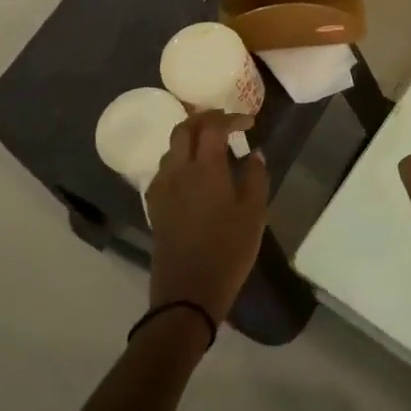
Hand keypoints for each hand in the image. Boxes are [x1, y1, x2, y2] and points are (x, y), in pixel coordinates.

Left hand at [145, 110, 267, 326]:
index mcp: (204, 168)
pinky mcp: (155, 206)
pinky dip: (180, 160)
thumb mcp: (254, 213)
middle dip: (205, 119)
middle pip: (184, 129)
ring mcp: (162, 188)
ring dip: (191, 139)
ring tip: (213, 148)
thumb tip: (254, 154)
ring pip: (172, 148)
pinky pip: (165, 169)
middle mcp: (178, 171)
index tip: (249, 123)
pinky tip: (195, 176)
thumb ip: (256, 177)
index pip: (213, 126)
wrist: (187, 292)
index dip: (231, 117)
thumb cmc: (228, 250)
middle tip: (227, 124)